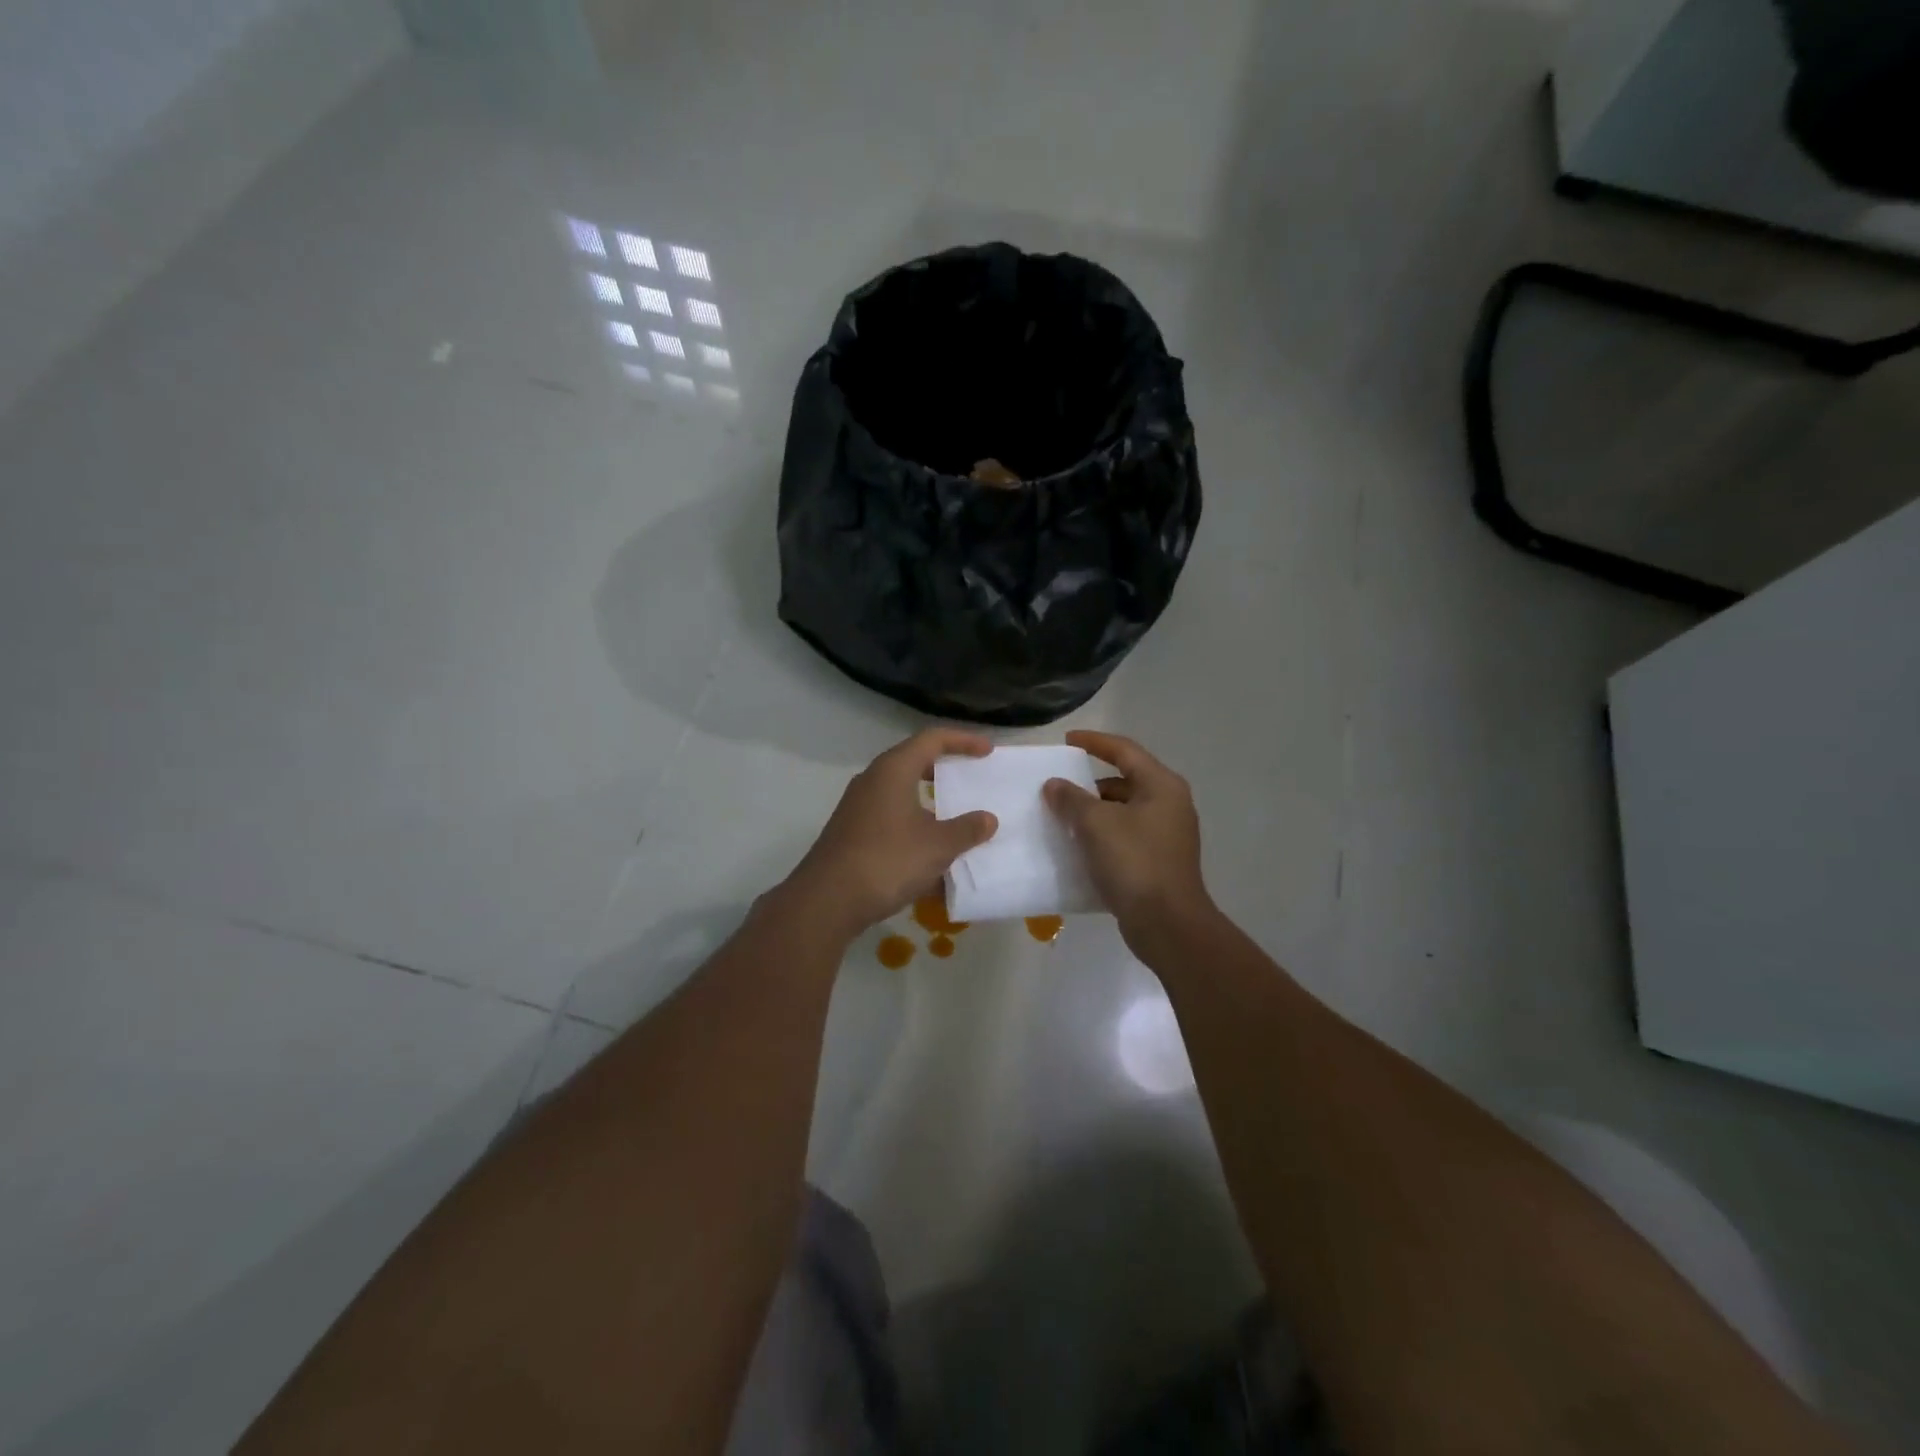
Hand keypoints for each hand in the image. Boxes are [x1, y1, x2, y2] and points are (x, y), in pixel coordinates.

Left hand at [785, 729, 999, 935]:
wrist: (828, 900)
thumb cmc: (887, 860)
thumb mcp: (937, 846)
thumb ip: (967, 829)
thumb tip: (988, 819)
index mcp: (893, 770)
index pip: (932, 739)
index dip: (963, 740)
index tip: (987, 751)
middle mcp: (873, 780)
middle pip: (913, 762)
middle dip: (944, 769)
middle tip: (970, 777)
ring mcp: (858, 807)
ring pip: (901, 794)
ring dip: (930, 803)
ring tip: (955, 818)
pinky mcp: (852, 833)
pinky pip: (891, 820)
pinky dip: (915, 828)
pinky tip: (931, 857)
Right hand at [1044, 731, 1212, 944]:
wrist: (1167, 924)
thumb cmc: (1134, 862)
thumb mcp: (1096, 824)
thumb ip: (1071, 798)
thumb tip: (1054, 784)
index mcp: (1161, 786)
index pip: (1124, 751)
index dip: (1094, 742)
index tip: (1066, 740)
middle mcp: (1170, 804)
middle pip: (1125, 781)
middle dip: (1090, 783)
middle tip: (1059, 787)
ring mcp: (1167, 835)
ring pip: (1124, 811)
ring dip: (1094, 812)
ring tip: (1062, 818)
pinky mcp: (1159, 861)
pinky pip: (1126, 836)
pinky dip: (1102, 835)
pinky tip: (1078, 846)